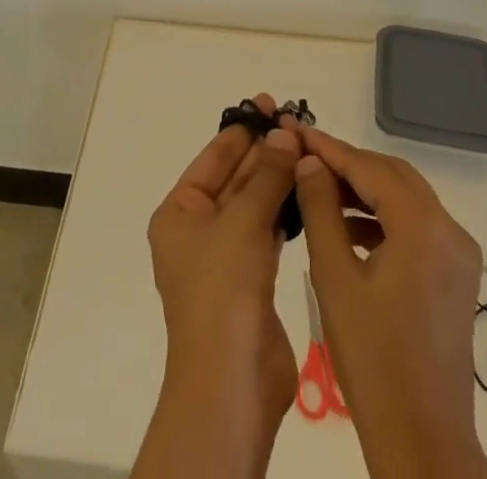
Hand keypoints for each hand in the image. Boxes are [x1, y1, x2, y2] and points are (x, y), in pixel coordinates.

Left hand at [131, 95, 302, 478]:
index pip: (213, 158)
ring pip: (253, 203)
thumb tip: (284, 133)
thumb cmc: (222, 292)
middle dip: (264, 151)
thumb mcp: (242, 223)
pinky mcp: (252, 278)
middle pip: (234, 178)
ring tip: (307, 146)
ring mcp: (226, 255)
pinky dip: (285, 209)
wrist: (232, 384)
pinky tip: (307, 188)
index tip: (269, 103)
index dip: (241, 129)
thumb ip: (266, 176)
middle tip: (297, 121)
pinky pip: (268, 229)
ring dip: (277, 177)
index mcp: (179, 213)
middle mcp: (198, 230)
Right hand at [294, 126, 486, 478]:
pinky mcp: (457, 275)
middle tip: (303, 155)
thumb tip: (309, 161)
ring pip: (405, 198)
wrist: (423, 442)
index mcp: (423, 227)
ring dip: (364, 189)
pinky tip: (348, 228)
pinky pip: (416, 226)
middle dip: (347, 163)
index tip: (294, 130)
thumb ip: (320, 209)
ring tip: (318, 188)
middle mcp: (450, 229)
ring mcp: (458, 253)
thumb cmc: (373, 359)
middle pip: (393, 175)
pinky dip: (383, 217)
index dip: (329, 147)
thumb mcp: (334, 278)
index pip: (369, 167)